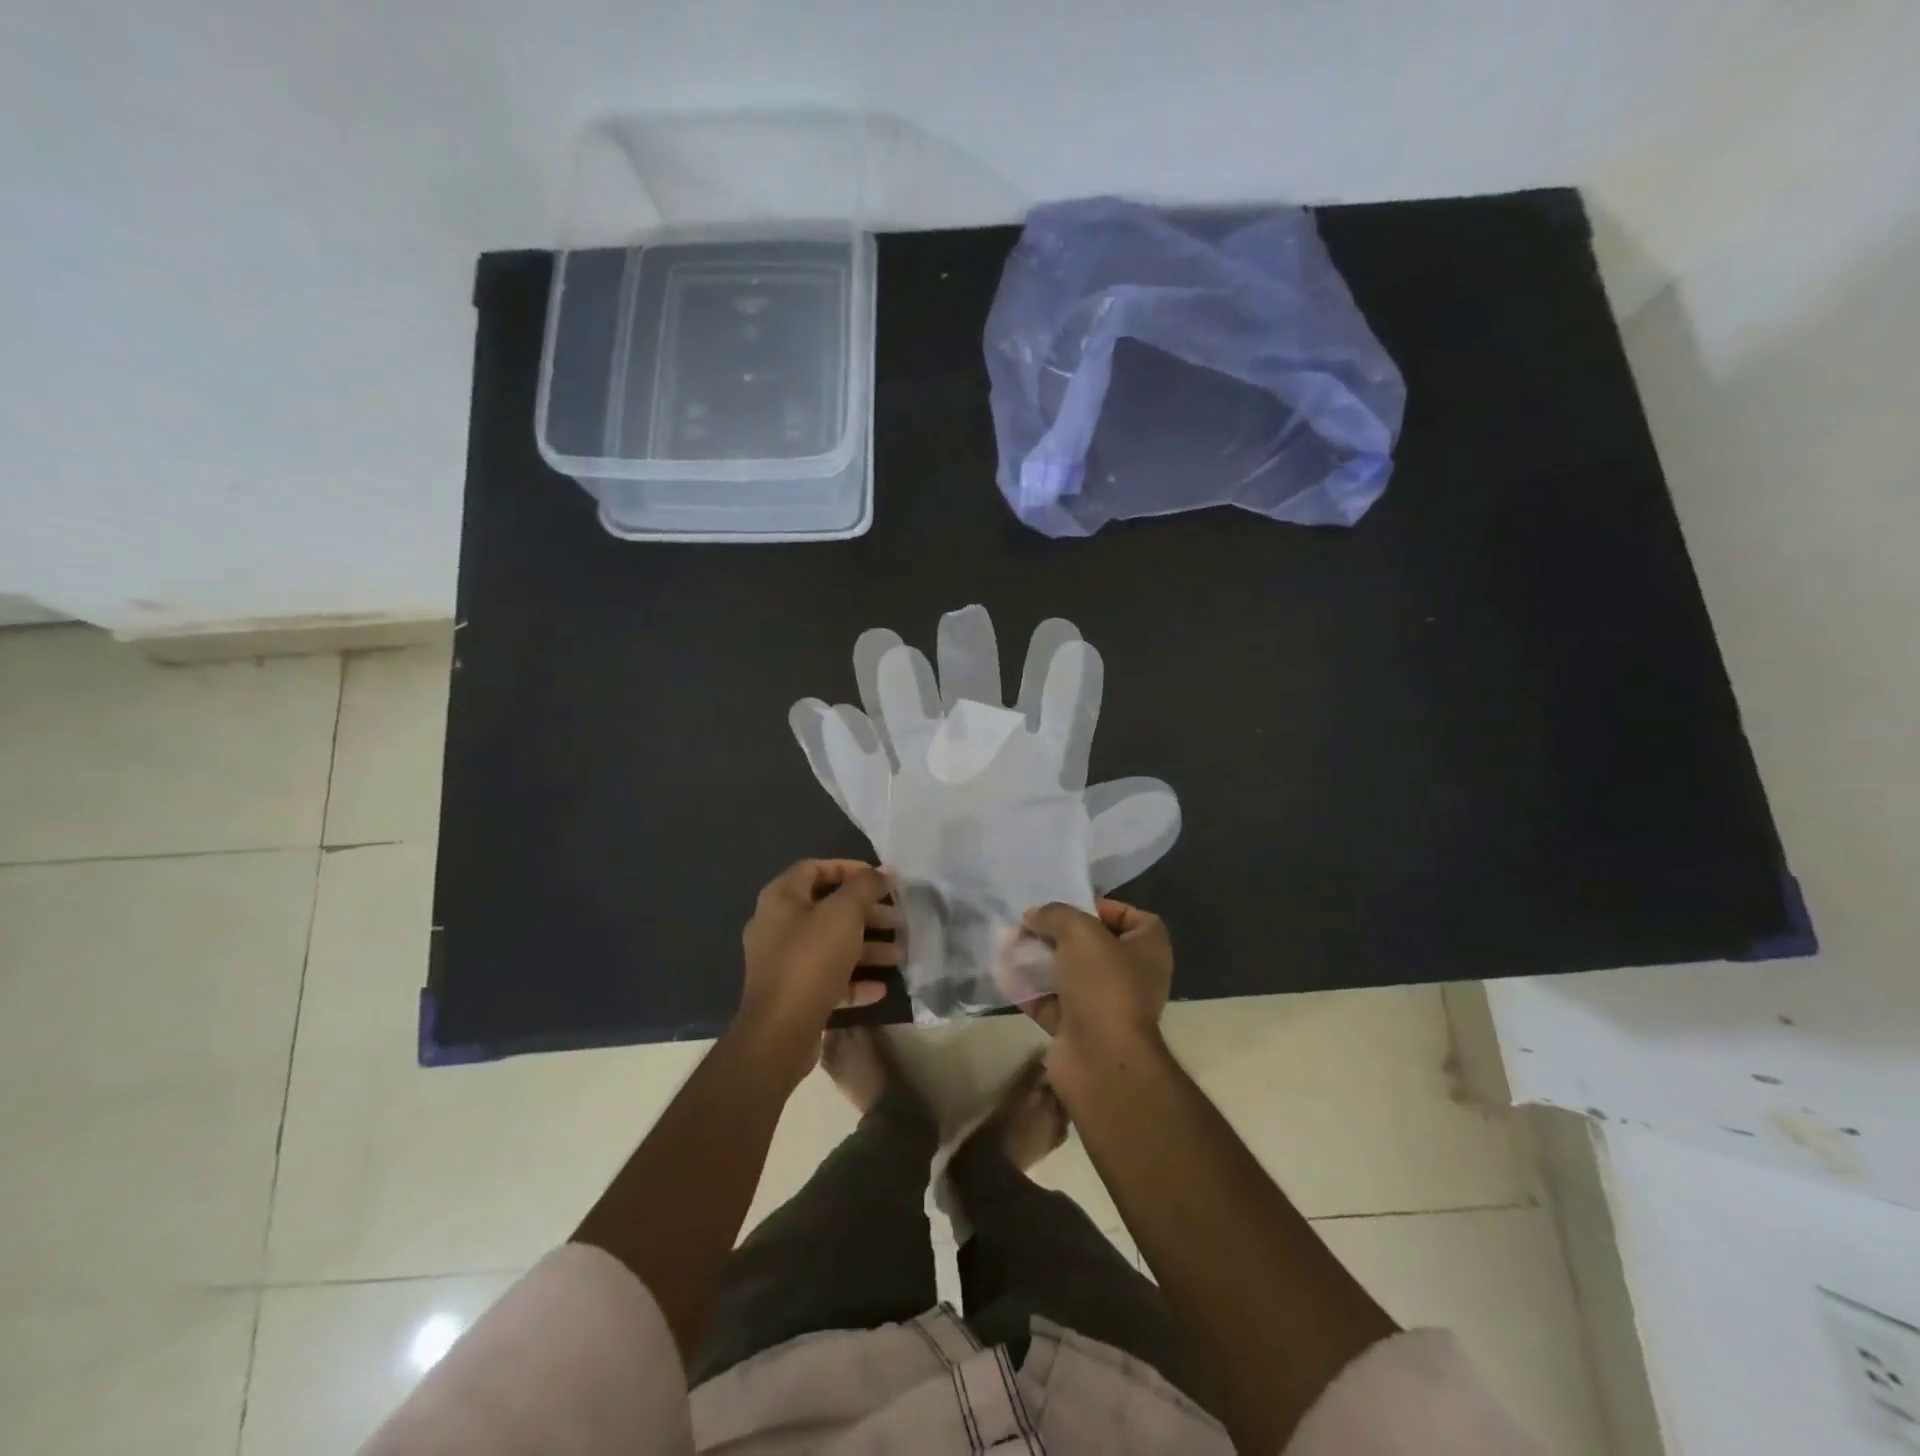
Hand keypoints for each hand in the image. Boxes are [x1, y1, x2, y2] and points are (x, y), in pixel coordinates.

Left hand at [738, 861, 899, 1060]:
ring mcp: (783, 962)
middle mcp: (777, 925)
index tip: (882, 880)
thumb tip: (882, 872)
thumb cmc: (811, 959)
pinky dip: (854, 979)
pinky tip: (881, 987)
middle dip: (867, 912)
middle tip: (898, 918)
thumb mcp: (844, 914)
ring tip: (900, 954)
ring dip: (867, 947)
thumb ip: (865, 887)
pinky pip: (827, 978)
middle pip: (828, 908)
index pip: (815, 868)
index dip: (850, 869)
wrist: (780, 1032)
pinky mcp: (792, 993)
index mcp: (781, 898)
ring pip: (831, 945)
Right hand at [1010, 899, 1173, 1092]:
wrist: (1100, 1059)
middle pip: (1093, 946)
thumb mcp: (1079, 931)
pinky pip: (1049, 1003)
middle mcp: (1131, 977)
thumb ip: (1055, 914)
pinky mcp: (1078, 1030)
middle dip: (1059, 934)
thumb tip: (1033, 916)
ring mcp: (1104, 1006)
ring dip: (1038, 960)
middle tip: (1030, 925)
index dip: (1105, 908)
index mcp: (1148, 950)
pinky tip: (1002, 974)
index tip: (1073, 907)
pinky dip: (1028, 990)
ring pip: (1068, 975)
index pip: (1133, 919)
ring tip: (1009, 945)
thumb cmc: (1103, 984)